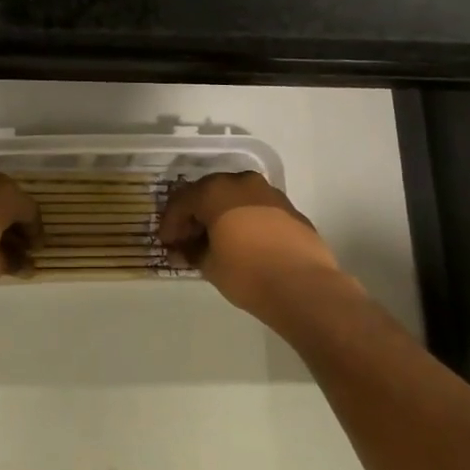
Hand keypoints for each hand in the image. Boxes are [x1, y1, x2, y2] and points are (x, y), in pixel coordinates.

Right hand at [157, 171, 344, 320]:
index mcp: (215, 191)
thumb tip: (183, 249)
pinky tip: (243, 243)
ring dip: (221, 215)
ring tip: (215, 242)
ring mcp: (270, 193)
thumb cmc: (246, 272)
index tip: (166, 243)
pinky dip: (244, 220)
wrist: (303, 286)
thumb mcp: (208, 265)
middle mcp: (242, 183)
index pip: (182, 201)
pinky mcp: (290, 209)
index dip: (170, 223)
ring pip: (235, 198)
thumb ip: (191, 251)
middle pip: (209, 193)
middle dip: (195, 216)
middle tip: (187, 239)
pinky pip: (257, 208)